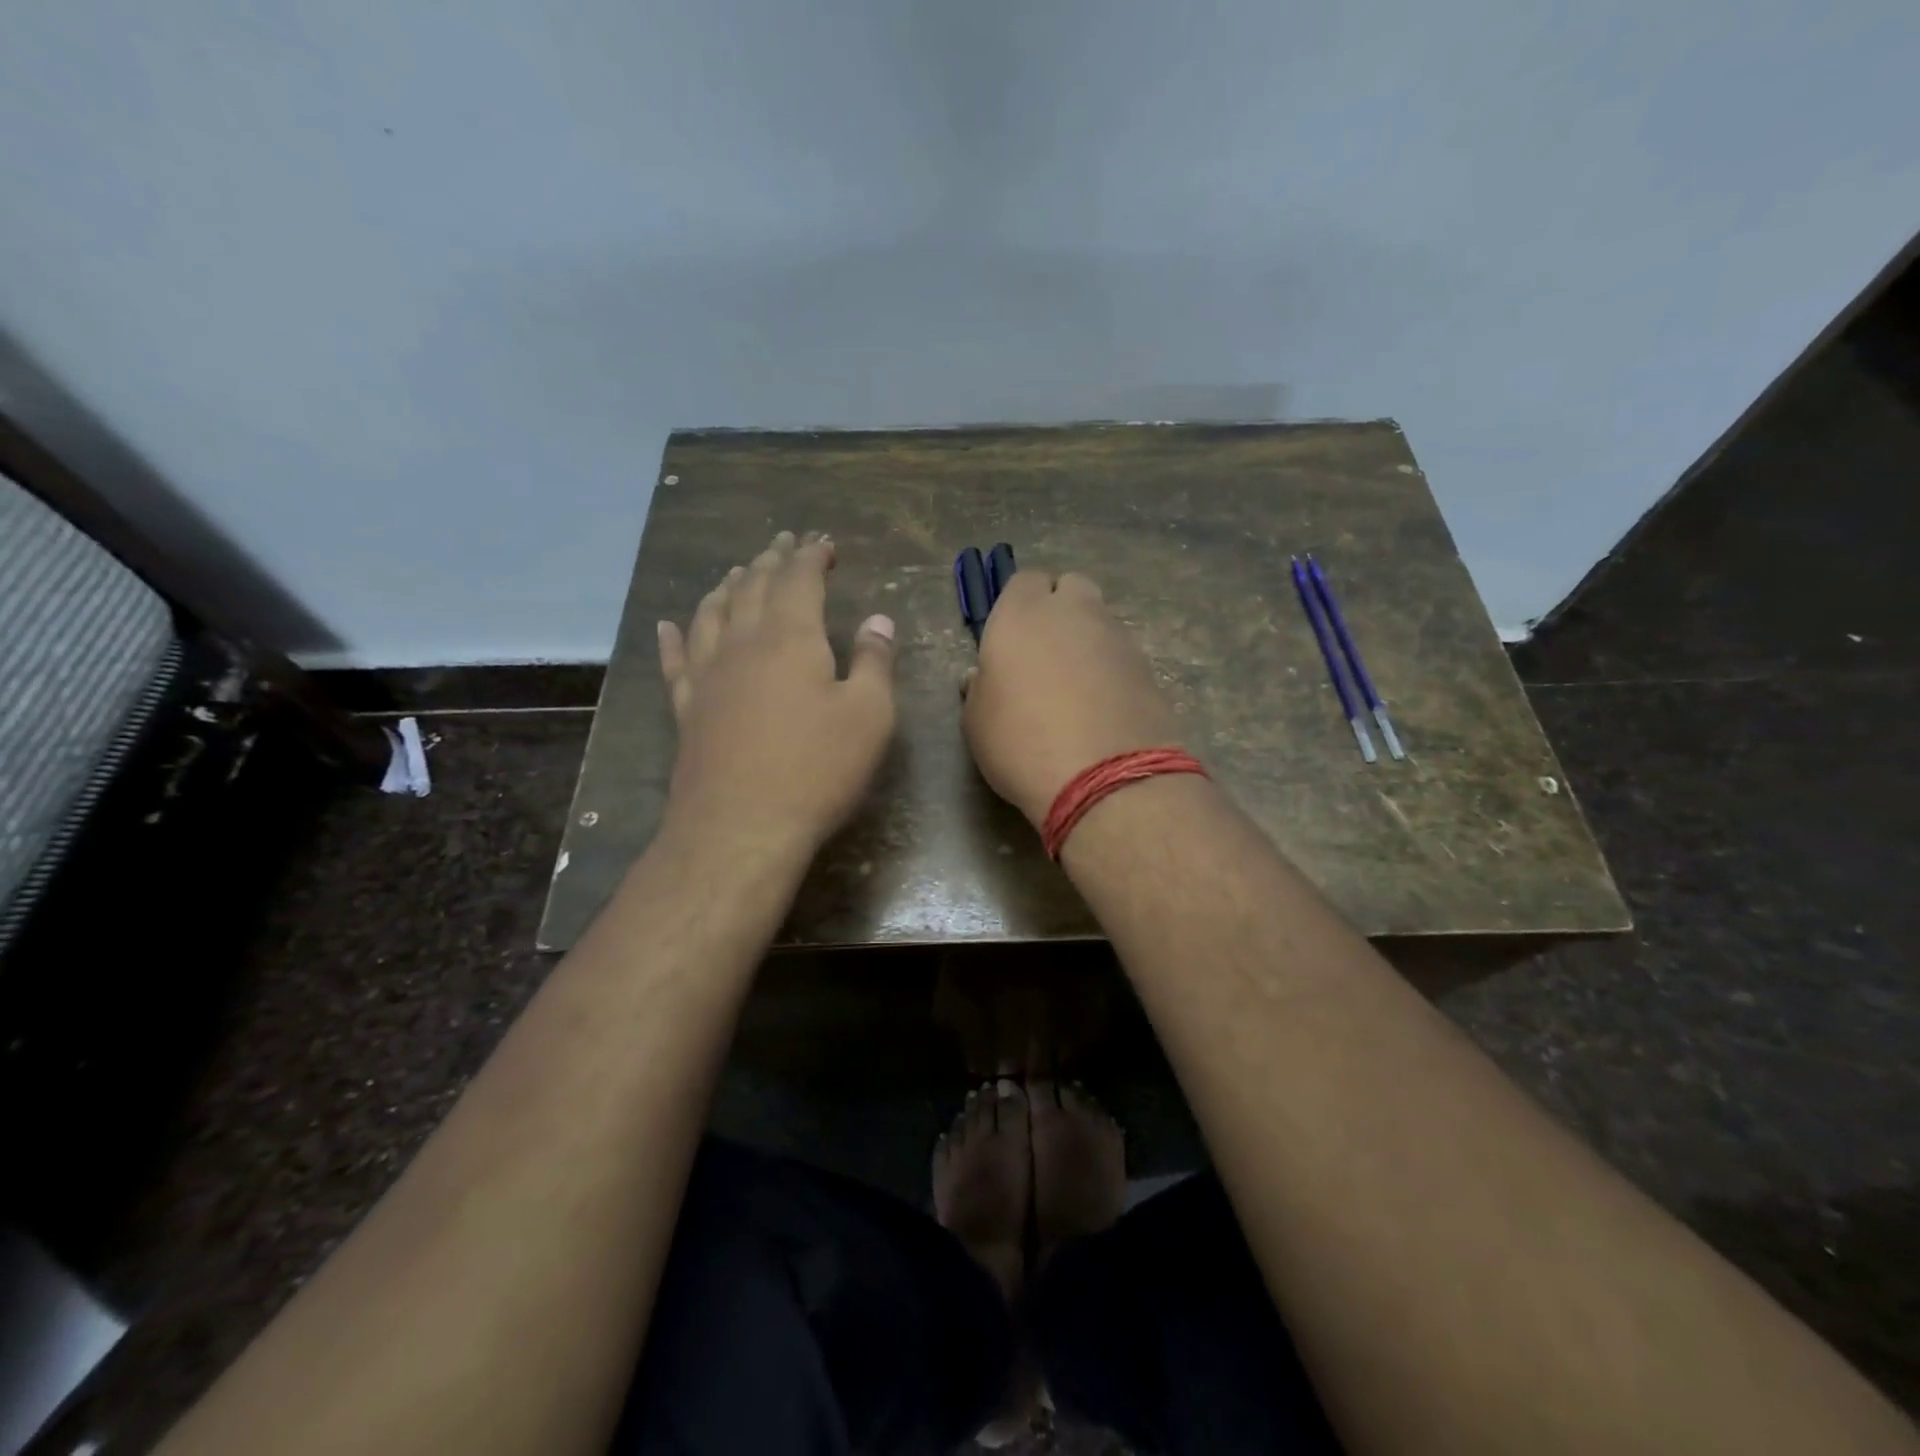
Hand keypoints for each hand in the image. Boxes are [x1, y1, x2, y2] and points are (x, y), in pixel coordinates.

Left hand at [658, 531, 896, 850]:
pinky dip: (673, 639)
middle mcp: (742, 644)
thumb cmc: (817, 769)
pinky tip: (668, 626)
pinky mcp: (687, 710)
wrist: (741, 827)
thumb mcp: (869, 715)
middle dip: (772, 561)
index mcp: (790, 638)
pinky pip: (675, 662)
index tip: (825, 543)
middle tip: (784, 543)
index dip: (812, 557)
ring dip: (727, 587)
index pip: (800, 580)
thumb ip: (875, 661)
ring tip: (737, 572)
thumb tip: (879, 620)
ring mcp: (707, 676)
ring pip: (712, 615)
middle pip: (754, 588)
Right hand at [961, 571, 1183, 827]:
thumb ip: (980, 688)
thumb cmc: (1021, 742)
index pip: (1024, 581)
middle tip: (1045, 653)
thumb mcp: (977, 721)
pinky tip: (1101, 708)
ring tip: (1075, 688)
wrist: (1104, 778)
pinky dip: (1111, 670)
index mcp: (1022, 614)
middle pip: (1071, 588)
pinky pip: (1122, 655)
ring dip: (1087, 641)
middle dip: (1060, 609)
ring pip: (1100, 621)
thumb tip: (983, 677)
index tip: (1010, 639)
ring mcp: (1117, 637)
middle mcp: (1074, 612)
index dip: (1018, 606)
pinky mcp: (1148, 667)